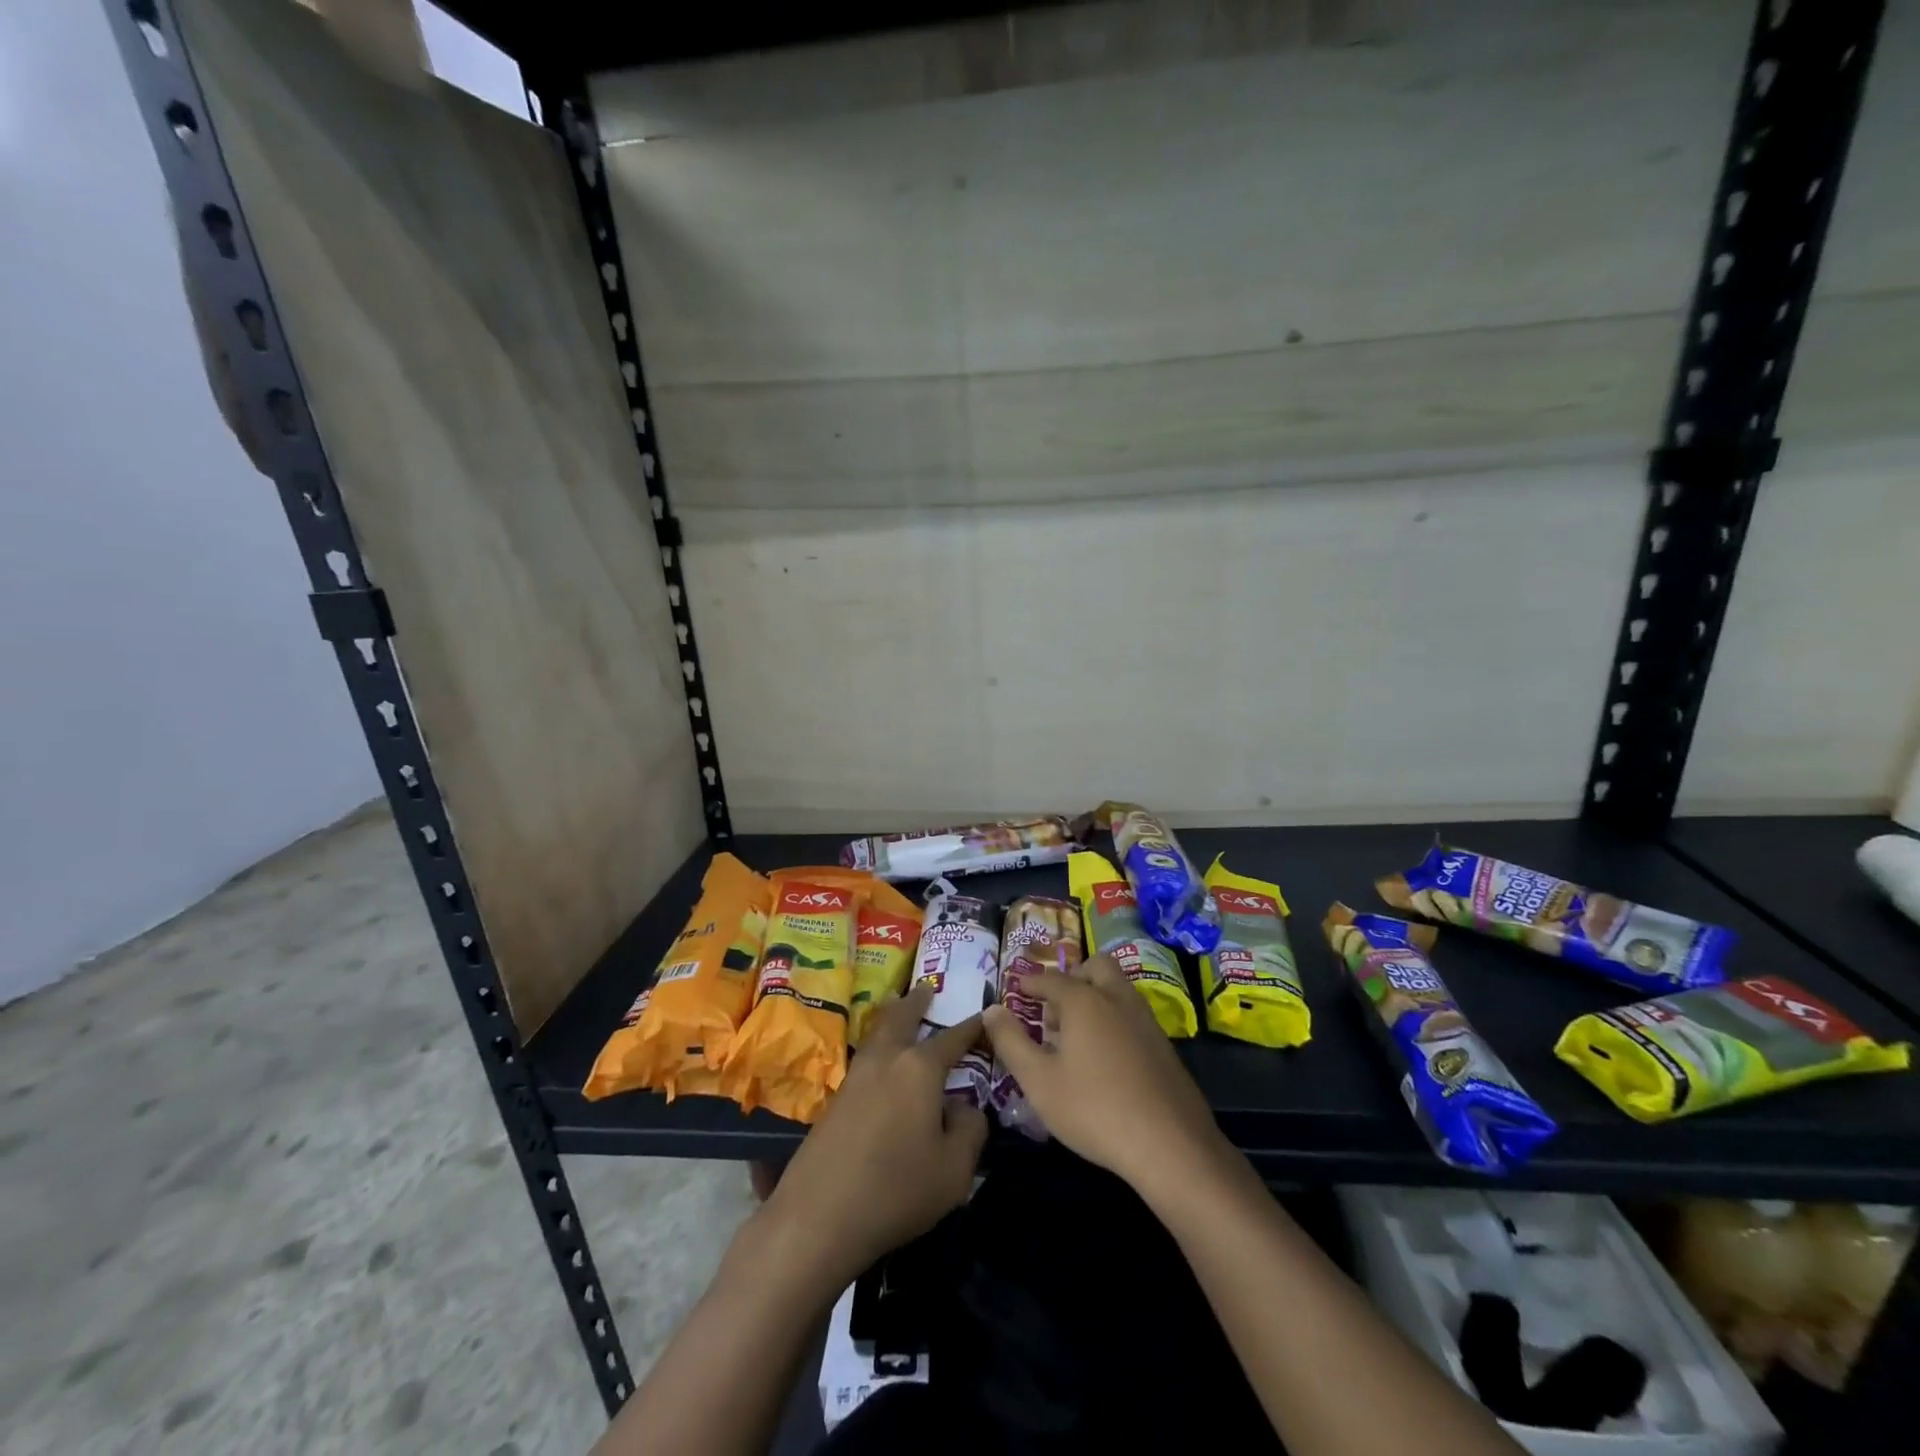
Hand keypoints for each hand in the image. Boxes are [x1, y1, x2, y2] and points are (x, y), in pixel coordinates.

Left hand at [758, 984, 987, 1290]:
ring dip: (892, 1016)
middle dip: (917, 1001)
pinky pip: (865, 1056)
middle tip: (927, 988)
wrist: (818, 1216)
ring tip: (900, 1008)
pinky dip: (878, 1044)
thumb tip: (964, 1107)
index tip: (986, 1015)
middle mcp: (887, 1060)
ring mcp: (856, 1077)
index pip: (953, 1038)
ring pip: (877, 1032)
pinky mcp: (836, 1100)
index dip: (972, 1027)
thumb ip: (970, 1130)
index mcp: (919, 1068)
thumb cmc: (896, 1189)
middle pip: (902, 1017)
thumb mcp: (954, 1170)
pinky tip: (881, 1061)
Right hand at [984, 953, 1229, 1195]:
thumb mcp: (1038, 1080)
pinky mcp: (1164, 1045)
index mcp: (1084, 1000)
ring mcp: (1145, 1020)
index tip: (1017, 989)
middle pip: (1095, 967)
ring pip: (1118, 989)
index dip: (1030, 982)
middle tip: (1054, 1008)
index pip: (1050, 978)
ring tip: (1075, 1036)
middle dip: (1072, 978)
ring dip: (1095, 997)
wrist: (1170, 1145)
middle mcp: (1117, 999)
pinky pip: (1132, 1014)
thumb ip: (1011, 1041)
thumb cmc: (1094, 1109)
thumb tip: (992, 1009)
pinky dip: (1114, 1019)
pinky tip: (1105, 1058)